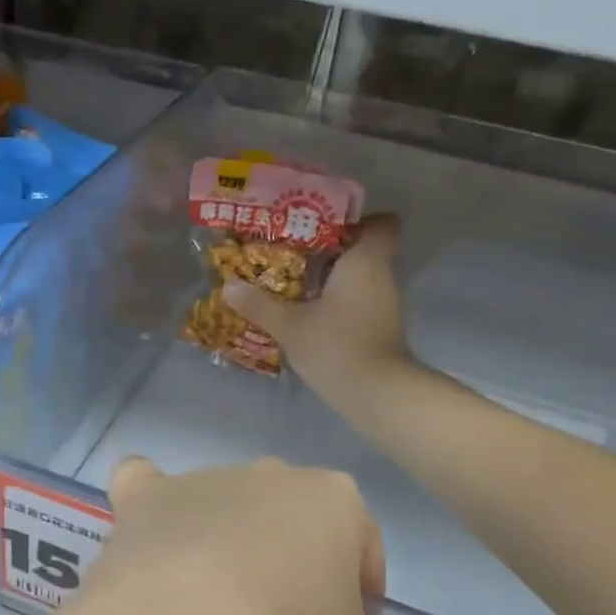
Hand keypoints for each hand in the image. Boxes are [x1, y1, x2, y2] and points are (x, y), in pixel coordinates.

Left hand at [53, 457, 386, 614]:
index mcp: (333, 498)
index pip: (362, 552)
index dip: (362, 606)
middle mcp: (269, 475)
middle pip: (290, 526)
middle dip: (295, 570)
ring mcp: (204, 480)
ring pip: (223, 508)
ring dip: (227, 545)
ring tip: (216, 609)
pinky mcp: (146, 498)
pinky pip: (145, 487)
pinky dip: (150, 505)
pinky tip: (150, 530)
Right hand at [224, 214, 408, 407]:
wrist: (376, 393)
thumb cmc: (336, 345)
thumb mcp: (290, 325)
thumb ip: (260, 305)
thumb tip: (229, 286)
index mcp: (365, 260)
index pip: (381, 223)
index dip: (356, 221)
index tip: (324, 228)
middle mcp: (382, 275)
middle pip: (365, 250)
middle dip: (333, 251)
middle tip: (295, 255)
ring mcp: (387, 304)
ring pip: (362, 278)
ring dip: (335, 279)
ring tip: (297, 284)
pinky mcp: (383, 328)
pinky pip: (361, 302)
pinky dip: (341, 303)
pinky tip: (313, 315)